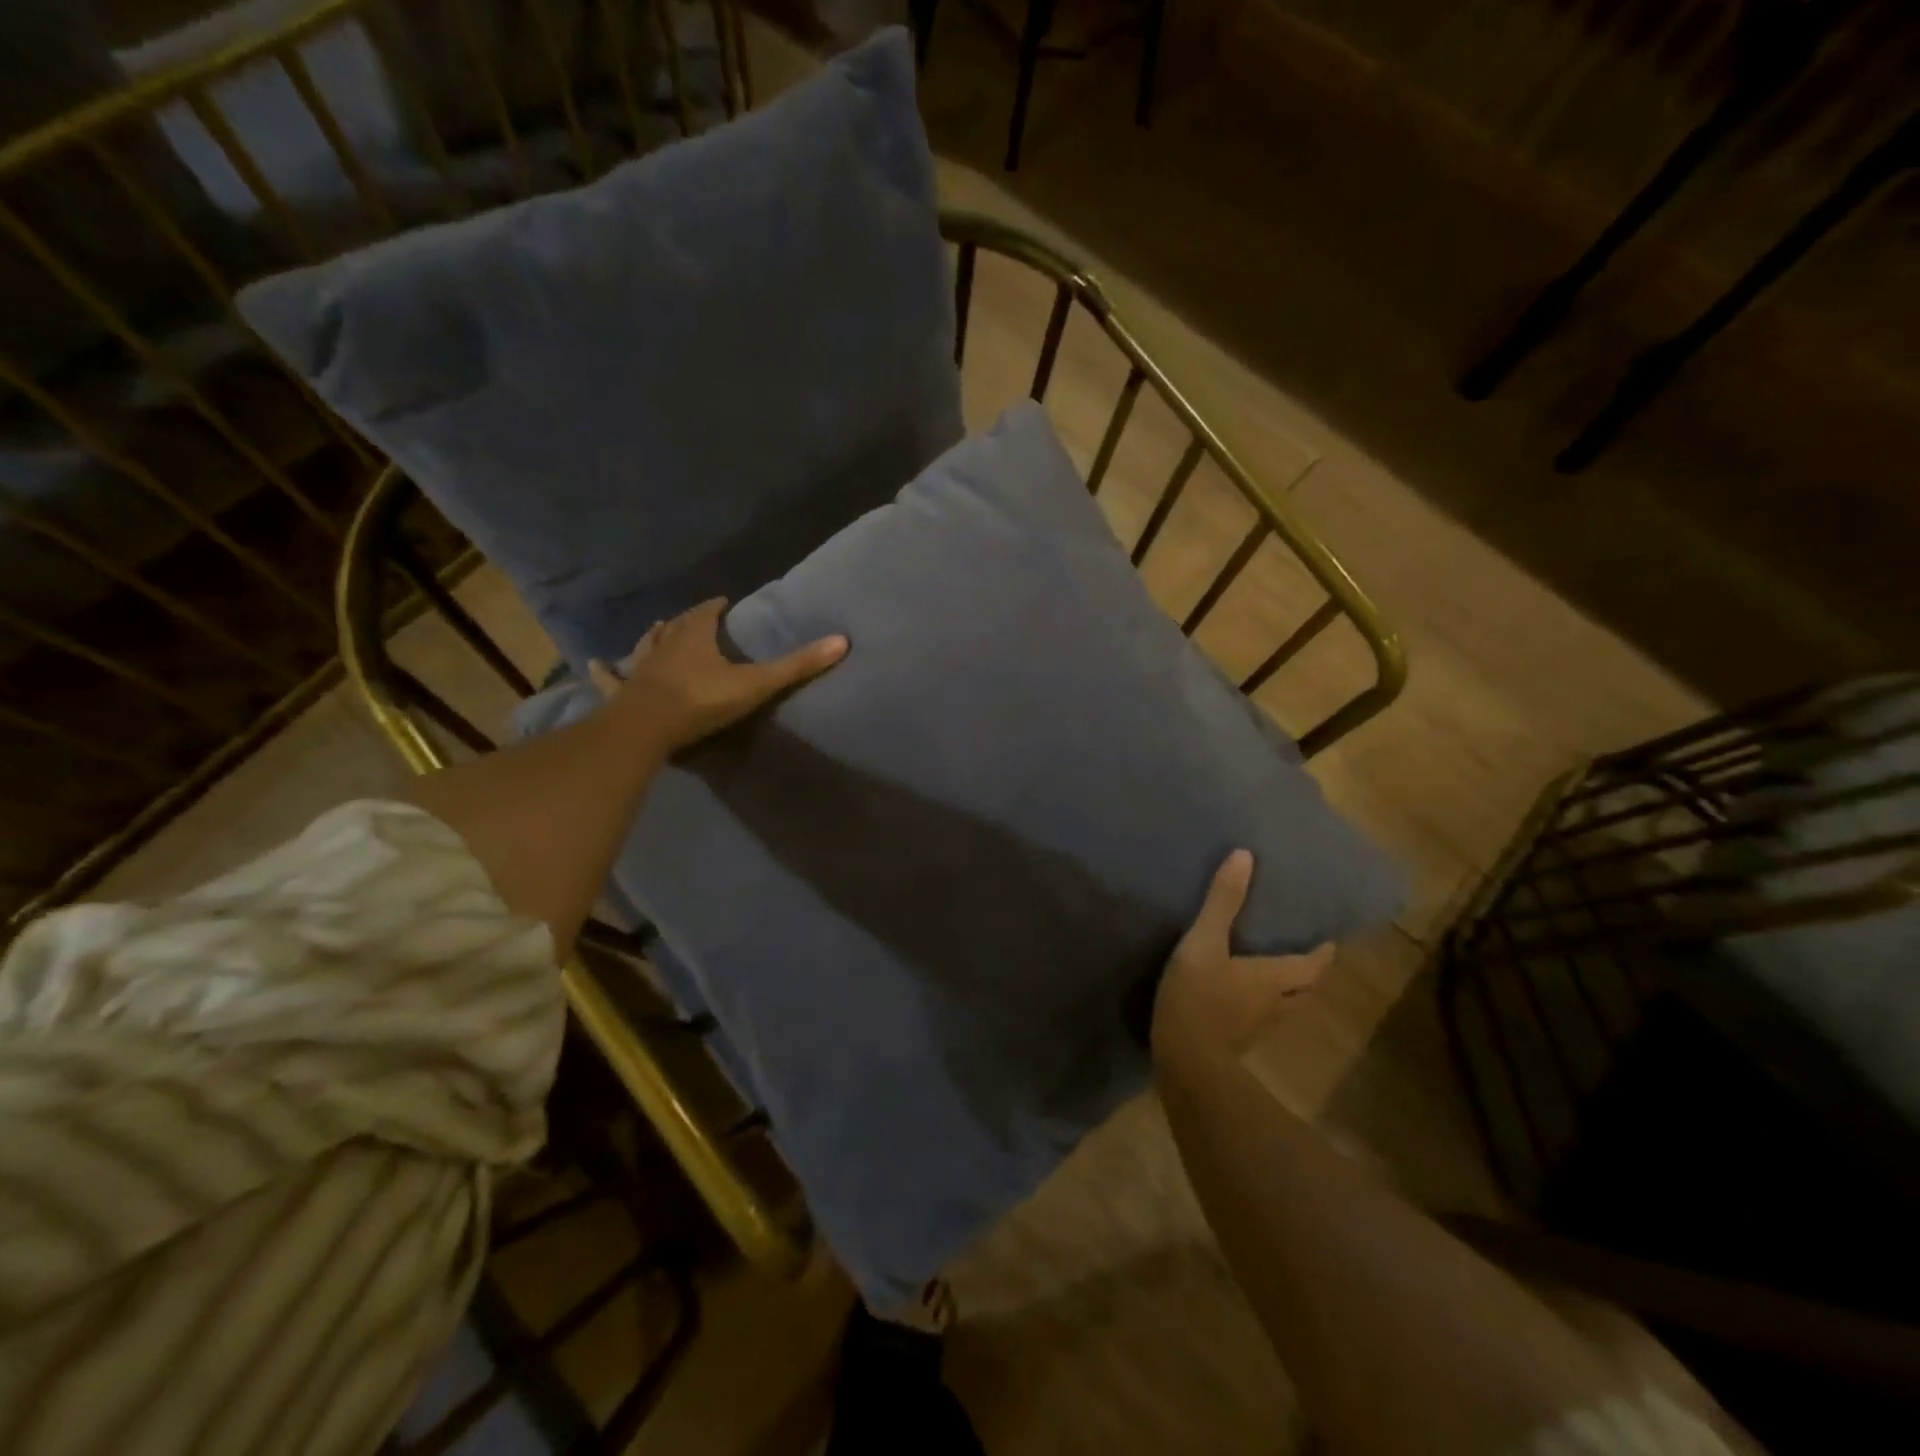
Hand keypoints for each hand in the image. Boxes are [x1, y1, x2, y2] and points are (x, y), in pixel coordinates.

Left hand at [589, 598, 846, 752]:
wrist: (647, 728)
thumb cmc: (701, 701)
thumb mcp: (756, 684)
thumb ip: (797, 666)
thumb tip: (842, 641)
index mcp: (695, 637)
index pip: (706, 613)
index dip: (715, 607)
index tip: (723, 603)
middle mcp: (665, 645)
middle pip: (676, 626)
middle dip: (686, 620)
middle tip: (694, 617)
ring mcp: (639, 668)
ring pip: (645, 645)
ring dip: (652, 637)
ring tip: (656, 629)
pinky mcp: (622, 692)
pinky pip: (611, 679)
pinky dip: (604, 672)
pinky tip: (594, 666)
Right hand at [1153, 849, 1332, 1060]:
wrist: (1184, 1060)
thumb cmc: (1199, 997)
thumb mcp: (1204, 942)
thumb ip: (1222, 902)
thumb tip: (1244, 856)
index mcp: (1274, 978)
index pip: (1313, 965)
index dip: (1323, 954)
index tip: (1329, 941)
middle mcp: (1275, 1004)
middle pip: (1305, 989)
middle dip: (1309, 973)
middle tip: (1303, 955)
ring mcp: (1256, 1027)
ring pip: (1285, 1007)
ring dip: (1288, 992)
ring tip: (1274, 974)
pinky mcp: (1236, 1042)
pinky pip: (1258, 1019)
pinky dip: (1260, 1006)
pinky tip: (1239, 999)